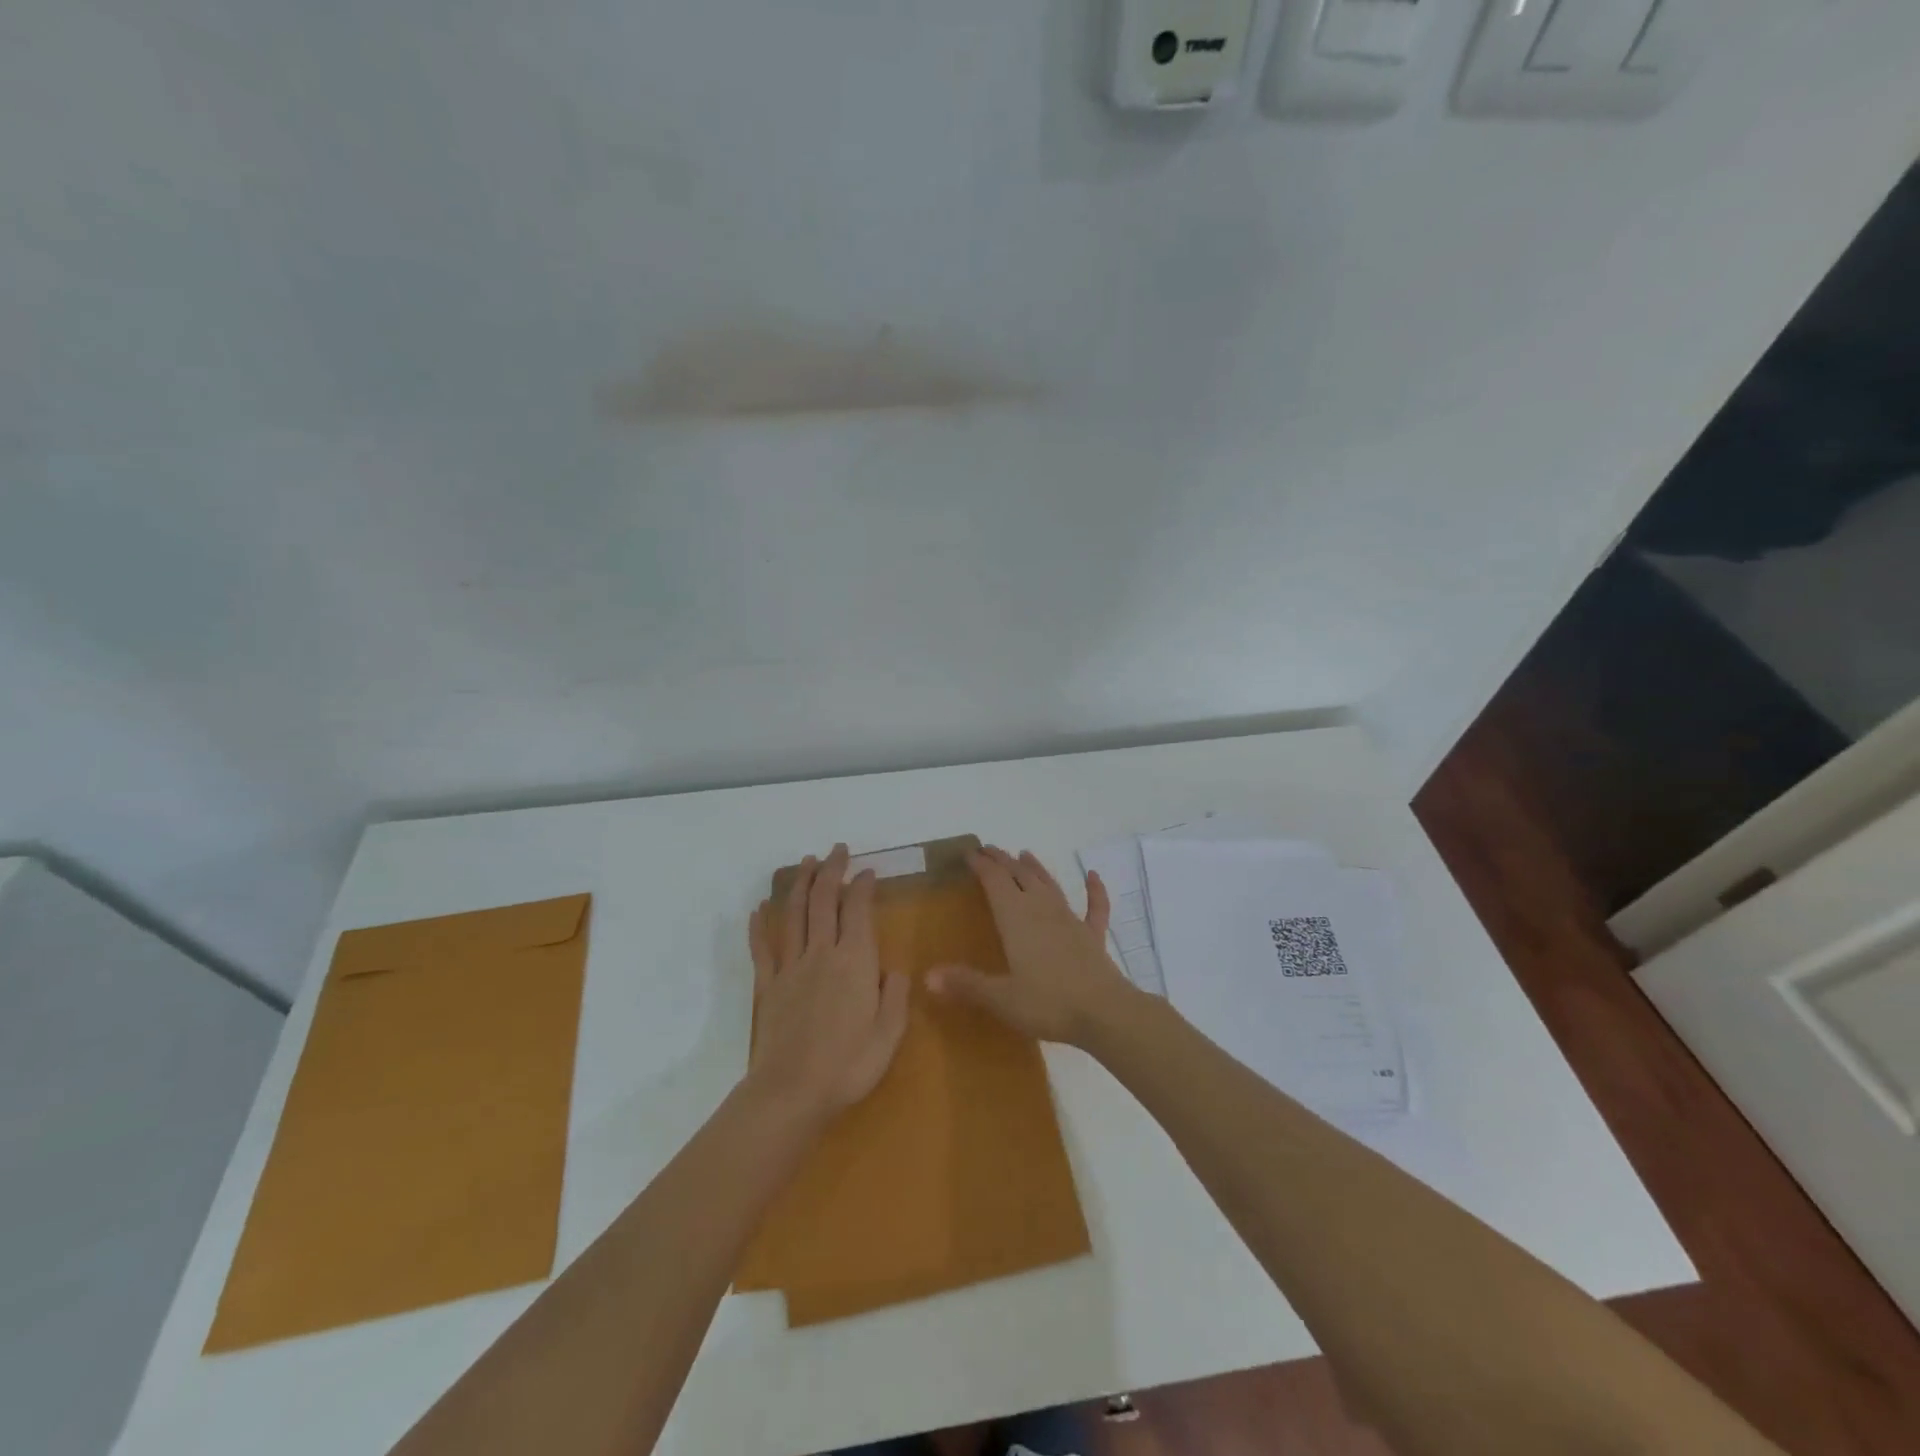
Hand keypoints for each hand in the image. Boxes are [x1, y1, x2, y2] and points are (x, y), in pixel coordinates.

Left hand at [746, 844, 910, 1121]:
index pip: (858, 910)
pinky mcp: (768, 986)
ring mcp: (791, 967)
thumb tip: (894, 969)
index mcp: (855, 961)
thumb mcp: (890, 1033)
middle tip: (837, 850)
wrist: (792, 1092)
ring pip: (793, 915)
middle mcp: (822, 953)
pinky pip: (762, 948)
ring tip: (805, 862)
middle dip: (831, 871)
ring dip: (799, 884)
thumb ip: (896, 995)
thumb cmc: (849, 1065)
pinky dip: (759, 925)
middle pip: (823, 901)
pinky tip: (758, 909)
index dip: (863, 886)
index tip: (868, 871)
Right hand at [928, 845, 1131, 1045]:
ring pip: (1050, 886)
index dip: (982, 865)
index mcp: (1016, 918)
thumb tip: (928, 976)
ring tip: (1025, 854)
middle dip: (1004, 861)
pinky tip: (1093, 875)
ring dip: (1036, 869)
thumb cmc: (1048, 1003)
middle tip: (990, 850)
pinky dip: (1094, 890)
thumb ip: (967, 984)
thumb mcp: (1001, 998)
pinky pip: (1094, 907)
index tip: (970, 853)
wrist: (1104, 1012)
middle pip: (1020, 877)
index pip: (995, 881)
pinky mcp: (1092, 936)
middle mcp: (1042, 910)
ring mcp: (1070, 921)